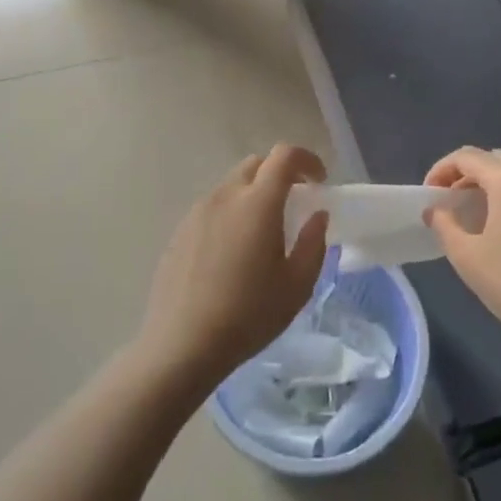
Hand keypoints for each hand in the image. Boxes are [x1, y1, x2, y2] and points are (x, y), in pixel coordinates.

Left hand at [136, 144, 329, 390]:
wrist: (182, 344)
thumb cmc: (249, 315)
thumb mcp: (297, 285)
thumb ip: (314, 242)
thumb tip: (317, 215)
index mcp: (257, 203)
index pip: (284, 156)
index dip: (307, 160)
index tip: (319, 182)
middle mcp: (225, 196)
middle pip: (256, 165)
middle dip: (280, 175)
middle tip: (294, 204)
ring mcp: (198, 211)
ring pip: (232, 186)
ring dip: (253, 195)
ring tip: (263, 233)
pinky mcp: (180, 230)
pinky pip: (213, 208)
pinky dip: (231, 214)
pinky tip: (233, 252)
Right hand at [424, 147, 500, 351]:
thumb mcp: (467, 257)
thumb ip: (444, 224)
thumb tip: (436, 210)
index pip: (466, 157)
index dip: (440, 171)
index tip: (429, 196)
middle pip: (493, 159)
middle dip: (466, 176)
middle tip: (451, 204)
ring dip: (491, 185)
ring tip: (477, 215)